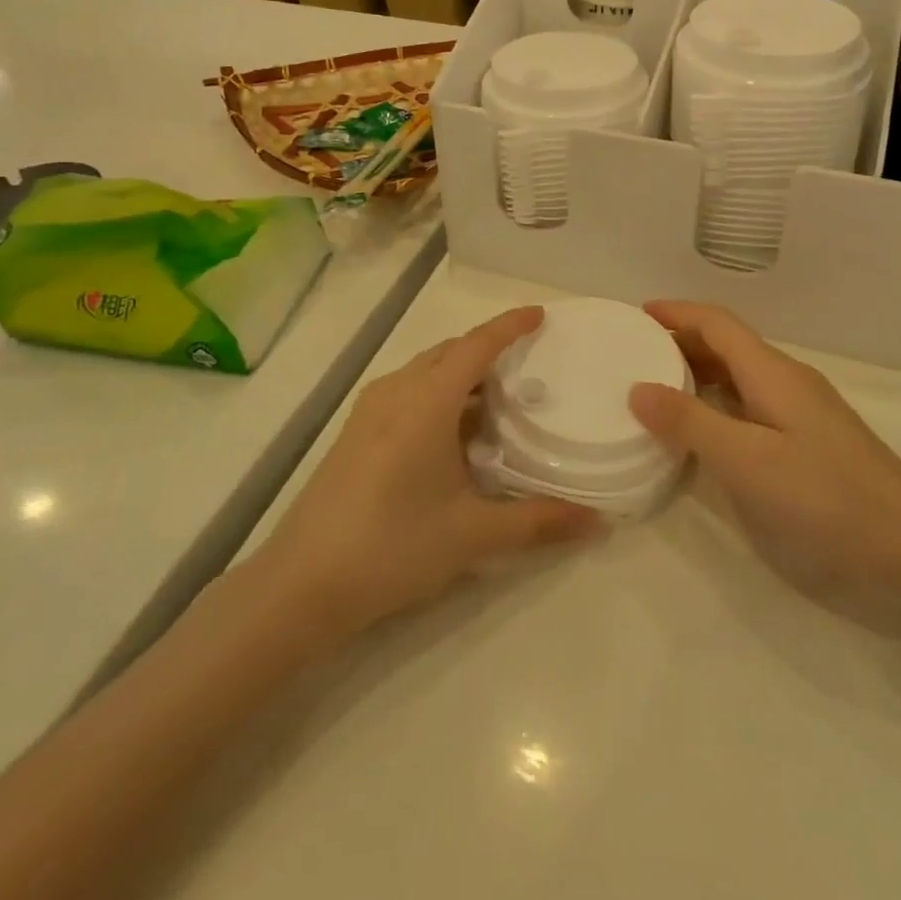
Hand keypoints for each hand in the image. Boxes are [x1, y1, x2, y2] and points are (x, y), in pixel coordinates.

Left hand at [251, 307, 600, 641]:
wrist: (301, 585)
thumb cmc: (393, 546)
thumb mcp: (473, 534)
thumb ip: (538, 522)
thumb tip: (599, 523)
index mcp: (427, 400)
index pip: (477, 345)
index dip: (510, 326)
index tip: (540, 314)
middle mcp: (397, 391)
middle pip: (450, 352)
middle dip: (489, 349)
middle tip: (530, 364)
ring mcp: (370, 410)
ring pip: (426, 372)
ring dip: (463, 374)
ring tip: (501, 399)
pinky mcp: (356, 432)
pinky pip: (408, 392)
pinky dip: (439, 394)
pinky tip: (455, 434)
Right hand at [630, 301, 900, 586]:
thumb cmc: (823, 493)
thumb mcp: (746, 460)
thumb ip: (690, 423)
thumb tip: (638, 389)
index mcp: (771, 371)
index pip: (717, 322)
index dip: (677, 312)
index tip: (637, 314)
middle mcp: (786, 377)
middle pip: (728, 342)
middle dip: (682, 339)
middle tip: (638, 353)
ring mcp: (802, 405)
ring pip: (741, 371)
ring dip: (700, 369)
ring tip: (660, 384)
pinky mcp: (809, 433)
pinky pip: (752, 397)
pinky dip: (719, 397)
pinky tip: (707, 425)